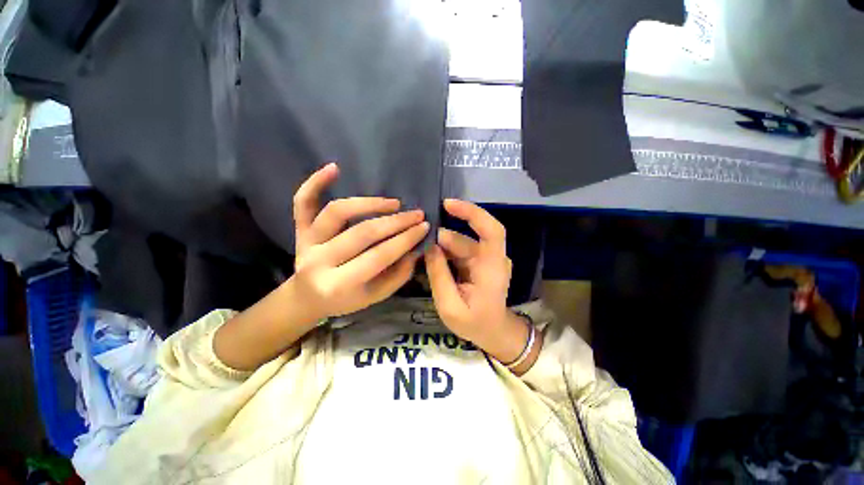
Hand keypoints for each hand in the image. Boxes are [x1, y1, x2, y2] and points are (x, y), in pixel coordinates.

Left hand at [289, 163, 428, 320]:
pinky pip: (303, 202)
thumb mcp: (375, 296)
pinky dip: (315, 182)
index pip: (379, 256)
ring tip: (394, 203)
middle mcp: (319, 261)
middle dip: (395, 222)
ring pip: (337, 212)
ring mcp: (306, 242)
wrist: (308, 297)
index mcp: (339, 284)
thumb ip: (398, 274)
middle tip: (417, 214)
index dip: (405, 239)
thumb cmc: (346, 299)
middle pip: (362, 233)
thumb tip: (416, 248)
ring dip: (369, 203)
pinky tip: (335, 168)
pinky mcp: (299, 229)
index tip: (425, 226)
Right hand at [425, 199, 534, 368]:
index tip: (447, 204)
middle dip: (440, 239)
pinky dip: (445, 253)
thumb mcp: (450, 306)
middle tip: (416, 246)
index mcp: (492, 267)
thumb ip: (439, 275)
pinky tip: (430, 260)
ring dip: (440, 247)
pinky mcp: (479, 262)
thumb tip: (429, 246)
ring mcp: (486, 259)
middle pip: (465, 238)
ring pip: (460, 243)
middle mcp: (492, 257)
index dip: (472, 213)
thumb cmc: (475, 324)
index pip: (491, 230)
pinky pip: (460, 251)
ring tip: (420, 255)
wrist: (494, 332)